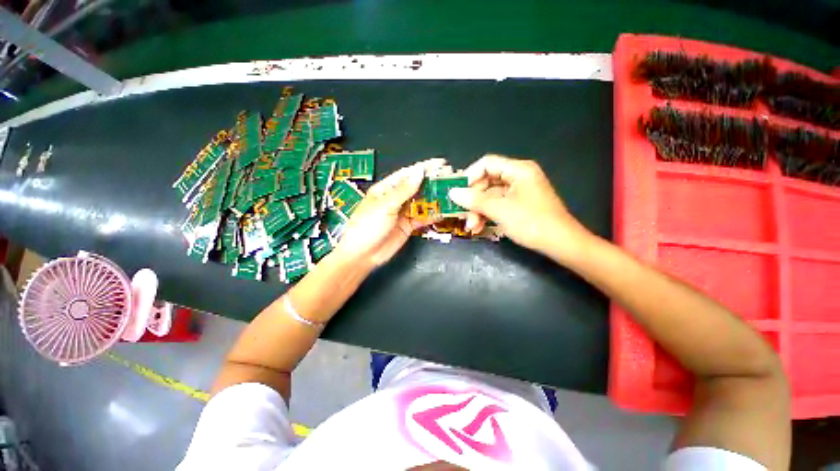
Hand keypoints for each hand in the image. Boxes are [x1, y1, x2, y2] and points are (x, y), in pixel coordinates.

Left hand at [334, 160, 440, 266]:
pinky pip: (422, 218)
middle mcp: (395, 199)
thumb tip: (419, 171)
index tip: (440, 164)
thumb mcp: (385, 205)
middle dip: (432, 183)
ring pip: (421, 202)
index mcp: (386, 189)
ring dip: (434, 198)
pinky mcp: (408, 226)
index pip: (407, 175)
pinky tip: (442, 211)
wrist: (362, 255)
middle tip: (449, 179)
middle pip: (417, 187)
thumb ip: (404, 190)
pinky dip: (432, 215)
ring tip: (450, 193)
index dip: (424, 168)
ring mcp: (402, 213)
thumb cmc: (366, 227)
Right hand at [448, 154, 590, 256]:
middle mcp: (518, 177)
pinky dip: (488, 215)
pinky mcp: (519, 205)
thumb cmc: (531, 222)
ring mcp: (519, 192)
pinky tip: (480, 228)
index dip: (469, 176)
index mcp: (518, 170)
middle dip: (473, 200)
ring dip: (479, 211)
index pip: (487, 164)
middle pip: (487, 182)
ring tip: (472, 227)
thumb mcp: (500, 210)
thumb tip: (452, 193)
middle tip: (463, 216)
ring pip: (491, 196)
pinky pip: (498, 205)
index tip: (457, 192)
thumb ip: (475, 200)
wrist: (561, 244)